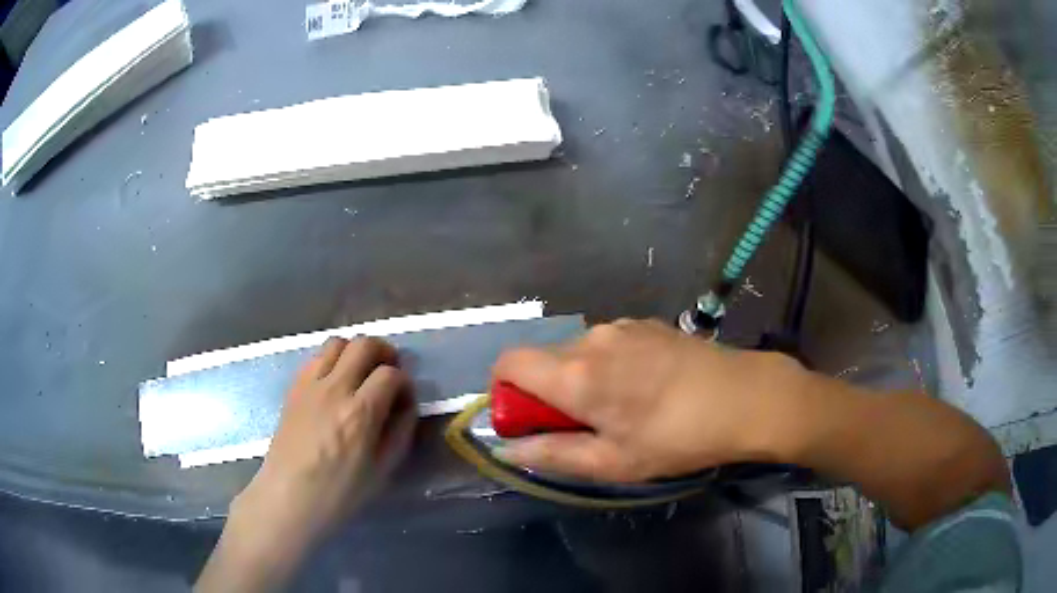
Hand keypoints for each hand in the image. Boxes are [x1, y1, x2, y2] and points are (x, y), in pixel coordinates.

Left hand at [198, 337, 415, 591]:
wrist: (289, 495)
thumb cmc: (339, 492)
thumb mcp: (382, 470)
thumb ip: (399, 432)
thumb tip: (406, 405)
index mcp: (360, 413)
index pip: (390, 374)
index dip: (404, 381)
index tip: (404, 397)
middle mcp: (335, 389)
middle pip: (364, 344)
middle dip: (384, 352)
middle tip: (388, 372)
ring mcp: (310, 384)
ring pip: (337, 342)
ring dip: (355, 351)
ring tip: (361, 372)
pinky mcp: (294, 387)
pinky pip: (315, 357)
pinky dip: (332, 359)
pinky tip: (335, 382)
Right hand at [493, 319, 808, 481]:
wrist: (743, 398)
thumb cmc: (675, 438)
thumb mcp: (612, 462)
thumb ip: (552, 455)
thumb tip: (507, 448)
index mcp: (575, 374)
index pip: (507, 363)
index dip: (505, 392)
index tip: (532, 421)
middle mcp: (590, 339)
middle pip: (542, 359)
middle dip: (547, 392)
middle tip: (585, 425)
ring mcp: (621, 326)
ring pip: (576, 351)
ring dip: (581, 378)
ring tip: (623, 407)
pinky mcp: (646, 323)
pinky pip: (607, 343)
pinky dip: (608, 364)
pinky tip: (646, 386)